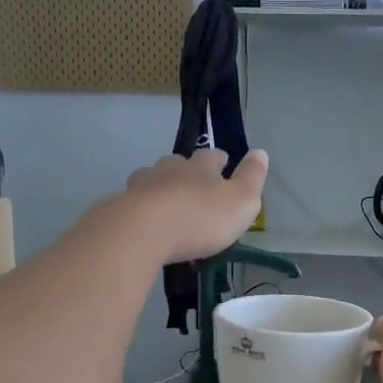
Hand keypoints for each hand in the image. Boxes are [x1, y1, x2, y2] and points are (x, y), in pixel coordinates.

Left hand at [122, 149, 268, 264]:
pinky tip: (144, 220)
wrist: (145, 230)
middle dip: (186, 171)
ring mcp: (142, 185)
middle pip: (179, 163)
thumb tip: (261, 152)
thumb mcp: (241, 201)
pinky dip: (141, 207)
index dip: (220, 160)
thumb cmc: (201, 217)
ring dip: (160, 186)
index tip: (224, 164)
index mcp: (202, 166)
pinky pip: (134, 201)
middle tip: (193, 185)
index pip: (213, 156)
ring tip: (166, 202)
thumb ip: (252, 177)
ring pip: (153, 178)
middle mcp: (170, 169)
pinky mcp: (121, 205)